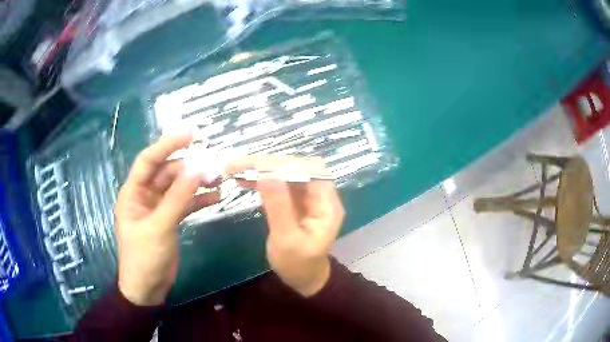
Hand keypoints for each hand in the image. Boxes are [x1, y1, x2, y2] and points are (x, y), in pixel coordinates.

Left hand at [115, 134, 219, 305]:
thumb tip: (198, 168)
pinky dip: (198, 200)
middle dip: (189, 167)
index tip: (191, 134)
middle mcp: (144, 195)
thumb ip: (178, 197)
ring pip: (178, 187)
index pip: (149, 160)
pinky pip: (184, 203)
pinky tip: (215, 198)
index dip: (167, 144)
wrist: (147, 288)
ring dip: (196, 183)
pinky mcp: (168, 220)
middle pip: (167, 172)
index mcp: (133, 192)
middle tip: (213, 164)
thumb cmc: (144, 257)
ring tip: (218, 179)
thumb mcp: (159, 226)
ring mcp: (157, 208)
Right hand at [227, 156, 344, 296]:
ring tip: (233, 168)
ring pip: (283, 173)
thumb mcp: (287, 240)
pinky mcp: (292, 201)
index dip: (284, 165)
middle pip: (295, 168)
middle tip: (237, 164)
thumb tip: (266, 174)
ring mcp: (305, 197)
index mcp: (327, 204)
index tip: (256, 165)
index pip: (310, 171)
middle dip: (266, 164)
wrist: (301, 278)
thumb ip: (279, 208)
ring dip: (259, 169)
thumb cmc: (298, 264)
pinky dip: (259, 179)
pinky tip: (241, 178)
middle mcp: (319, 195)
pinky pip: (276, 184)